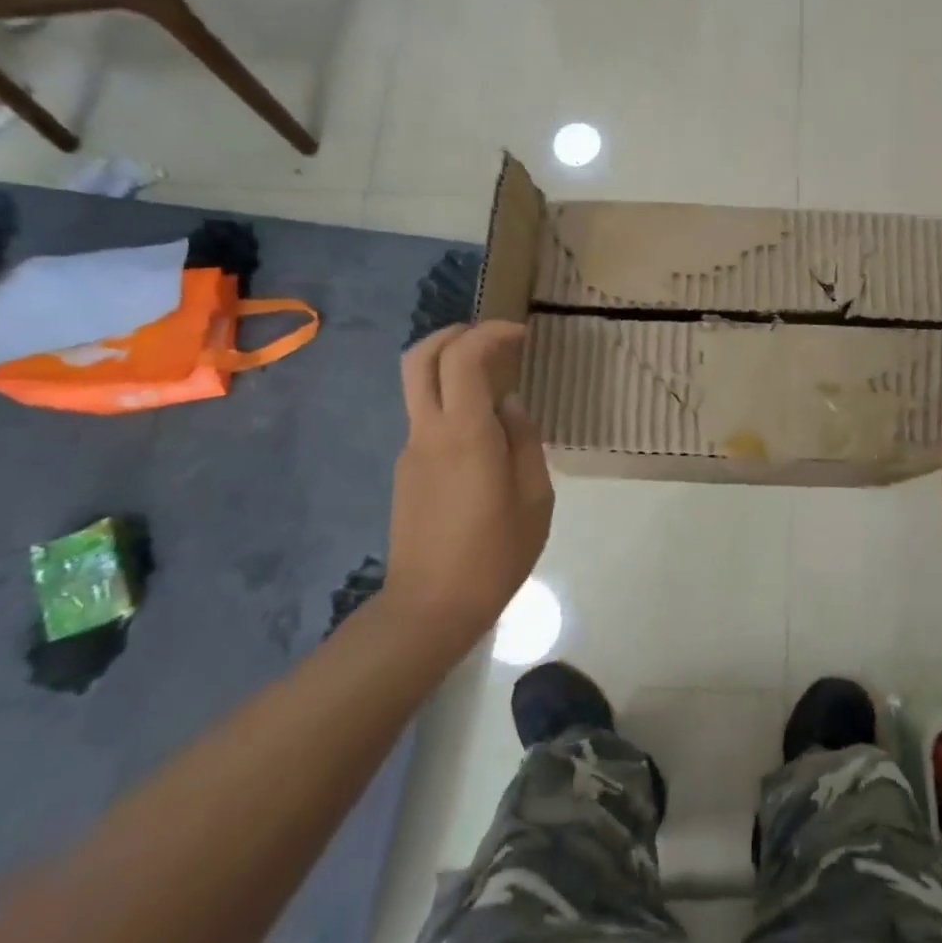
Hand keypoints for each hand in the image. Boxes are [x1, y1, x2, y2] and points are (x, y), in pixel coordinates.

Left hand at [386, 322, 553, 646]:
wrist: (430, 609)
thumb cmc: (494, 554)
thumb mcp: (534, 497)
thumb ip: (523, 440)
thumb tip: (508, 406)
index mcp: (464, 433)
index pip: (462, 358)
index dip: (490, 334)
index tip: (521, 335)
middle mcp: (428, 432)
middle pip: (420, 359)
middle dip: (454, 334)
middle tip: (493, 338)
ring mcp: (411, 451)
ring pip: (421, 388)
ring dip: (453, 369)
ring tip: (498, 384)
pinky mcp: (407, 472)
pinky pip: (428, 420)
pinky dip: (453, 403)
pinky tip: (485, 435)